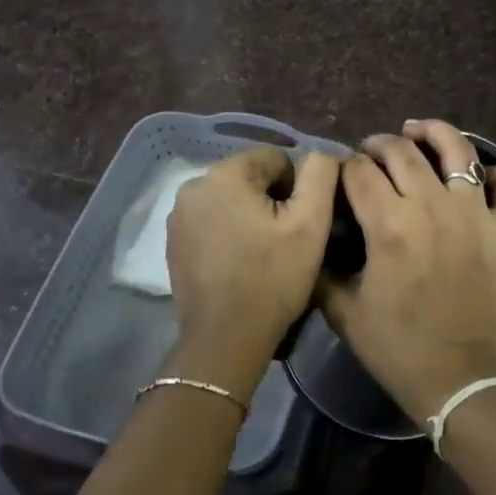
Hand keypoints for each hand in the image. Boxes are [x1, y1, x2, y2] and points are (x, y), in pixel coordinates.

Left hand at [165, 146, 338, 397]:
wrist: (226, 339)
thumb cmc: (273, 278)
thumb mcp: (311, 223)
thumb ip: (320, 175)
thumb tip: (321, 155)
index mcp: (224, 174)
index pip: (275, 158)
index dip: (297, 187)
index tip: (301, 223)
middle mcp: (193, 186)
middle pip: (249, 178)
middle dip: (271, 201)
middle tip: (286, 240)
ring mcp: (178, 216)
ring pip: (230, 200)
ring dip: (249, 217)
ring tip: (264, 253)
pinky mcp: (174, 243)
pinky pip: (212, 223)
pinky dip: (229, 234)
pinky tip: (240, 263)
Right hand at [322, 121, 495, 423]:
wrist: (460, 379)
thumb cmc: (398, 348)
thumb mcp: (343, 311)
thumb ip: (324, 269)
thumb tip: (319, 237)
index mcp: (388, 225)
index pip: (358, 171)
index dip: (345, 166)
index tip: (342, 172)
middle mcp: (432, 206)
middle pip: (401, 152)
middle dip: (379, 144)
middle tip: (372, 152)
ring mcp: (475, 214)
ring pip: (458, 151)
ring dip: (435, 133)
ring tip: (420, 131)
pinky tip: (481, 174)